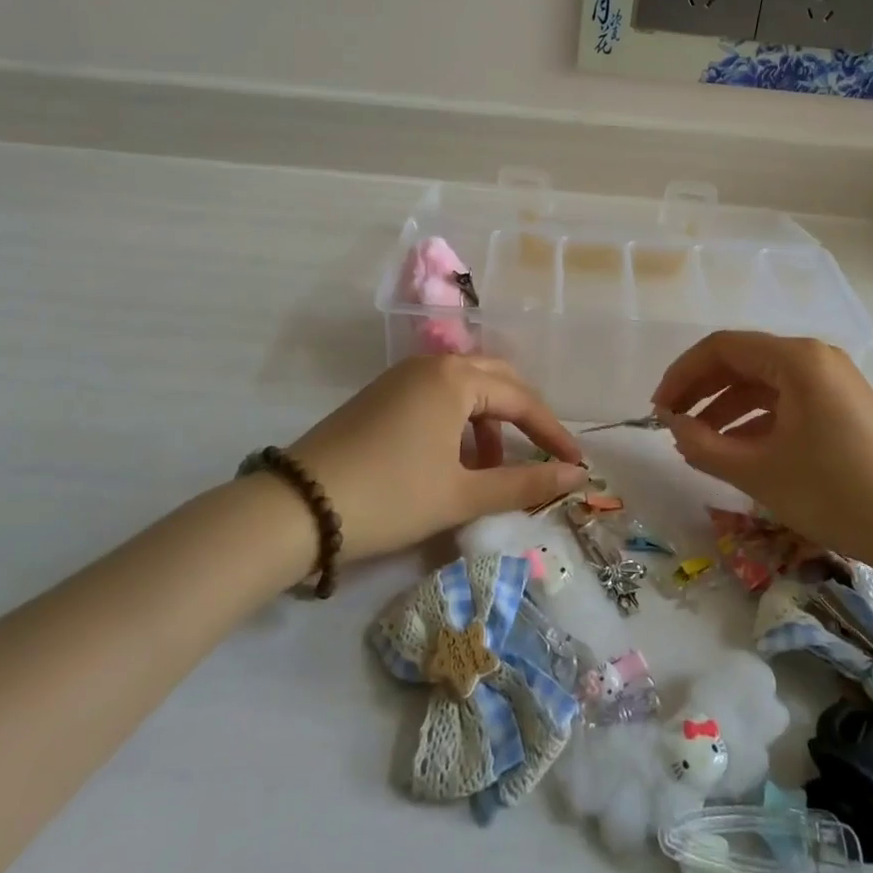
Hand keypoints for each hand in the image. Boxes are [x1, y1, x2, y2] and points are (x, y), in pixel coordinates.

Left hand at [286, 354, 587, 562]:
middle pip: (495, 380)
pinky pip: (437, 396)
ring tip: (492, 466)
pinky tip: (454, 458)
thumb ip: (523, 483)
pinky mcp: (381, 395)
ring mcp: (402, 377)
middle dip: (523, 416)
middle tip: (543, 452)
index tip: (575, 463)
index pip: (521, 398)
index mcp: (455, 378)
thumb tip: (575, 475)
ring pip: (465, 387)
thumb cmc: (391, 496)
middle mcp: (431, 365)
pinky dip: (458, 421)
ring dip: (489, 420)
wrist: (297, 507)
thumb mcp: (461, 494)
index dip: (552, 432)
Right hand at [652, 331, 872, 575]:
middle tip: (671, 423)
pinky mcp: (842, 406)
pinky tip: (736, 449)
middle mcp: (815, 358)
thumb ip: (704, 445)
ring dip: (725, 408)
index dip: (682, 375)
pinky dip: (755, 420)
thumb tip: (672, 426)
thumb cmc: (836, 494)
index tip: (658, 409)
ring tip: (697, 442)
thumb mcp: (759, 472)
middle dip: (701, 391)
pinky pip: (786, 401)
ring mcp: (832, 381)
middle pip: (742, 361)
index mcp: (796, 359)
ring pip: (763, 383)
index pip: (722, 348)